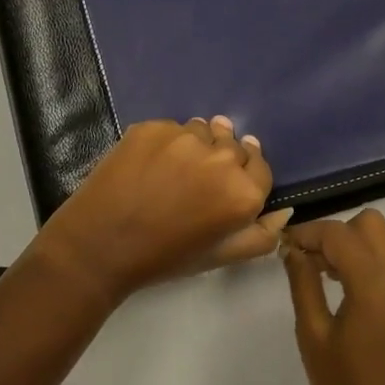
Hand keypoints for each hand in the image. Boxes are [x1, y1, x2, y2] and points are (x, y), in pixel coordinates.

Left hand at [30, 117, 287, 305]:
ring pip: (203, 131)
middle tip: (197, 181)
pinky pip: (172, 128)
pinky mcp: (152, 127)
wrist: (99, 246)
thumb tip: (285, 210)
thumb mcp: (221, 257)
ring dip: (197, 145)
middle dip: (222, 159)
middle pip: (234, 145)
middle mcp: (221, 158)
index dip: (245, 175)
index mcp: (244, 193)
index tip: (227, 184)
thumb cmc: (166, 257)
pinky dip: (167, 142)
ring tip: (174, 170)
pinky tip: (150, 165)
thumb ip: (261, 235)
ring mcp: (185, 138)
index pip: (261, 167)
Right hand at [283, 210, 384, 384]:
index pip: (338, 234)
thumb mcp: (312, 335)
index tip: (286, 245)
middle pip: (371, 223)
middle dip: (339, 234)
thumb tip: (293, 249)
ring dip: (367, 241)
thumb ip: (303, 283)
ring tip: (341, 272)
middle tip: (314, 263)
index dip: (308, 234)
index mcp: (373, 282)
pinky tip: (370, 286)